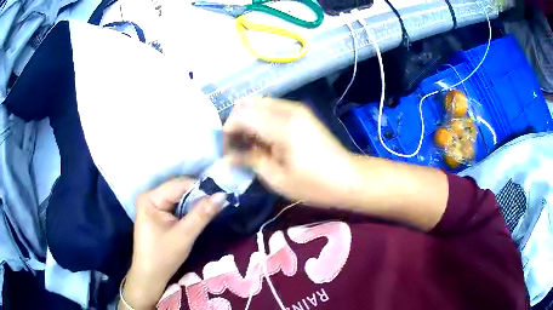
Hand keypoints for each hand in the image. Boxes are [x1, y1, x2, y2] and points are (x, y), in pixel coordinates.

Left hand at [120, 178, 225, 309]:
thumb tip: (222, 195)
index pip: (180, 185)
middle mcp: (149, 196)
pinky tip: (196, 216)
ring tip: (209, 210)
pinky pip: (175, 205)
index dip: (201, 189)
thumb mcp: (185, 235)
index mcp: (150, 198)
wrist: (150, 275)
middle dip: (198, 197)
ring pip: (178, 197)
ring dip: (194, 204)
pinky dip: (187, 210)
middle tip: (217, 205)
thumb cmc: (163, 256)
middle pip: (179, 189)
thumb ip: (202, 214)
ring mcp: (152, 204)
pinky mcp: (156, 213)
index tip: (219, 197)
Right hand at [223, 98, 355, 206]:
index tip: (227, 152)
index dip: (228, 131)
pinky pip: (271, 107)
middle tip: (237, 148)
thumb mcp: (277, 179)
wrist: (348, 178)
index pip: (241, 115)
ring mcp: (296, 108)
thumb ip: (250, 161)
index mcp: (281, 126)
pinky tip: (264, 139)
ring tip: (250, 145)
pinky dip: (261, 119)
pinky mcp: (301, 112)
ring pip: (259, 103)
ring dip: (248, 120)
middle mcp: (287, 110)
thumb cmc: (314, 185)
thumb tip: (228, 157)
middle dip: (236, 123)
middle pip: (247, 104)